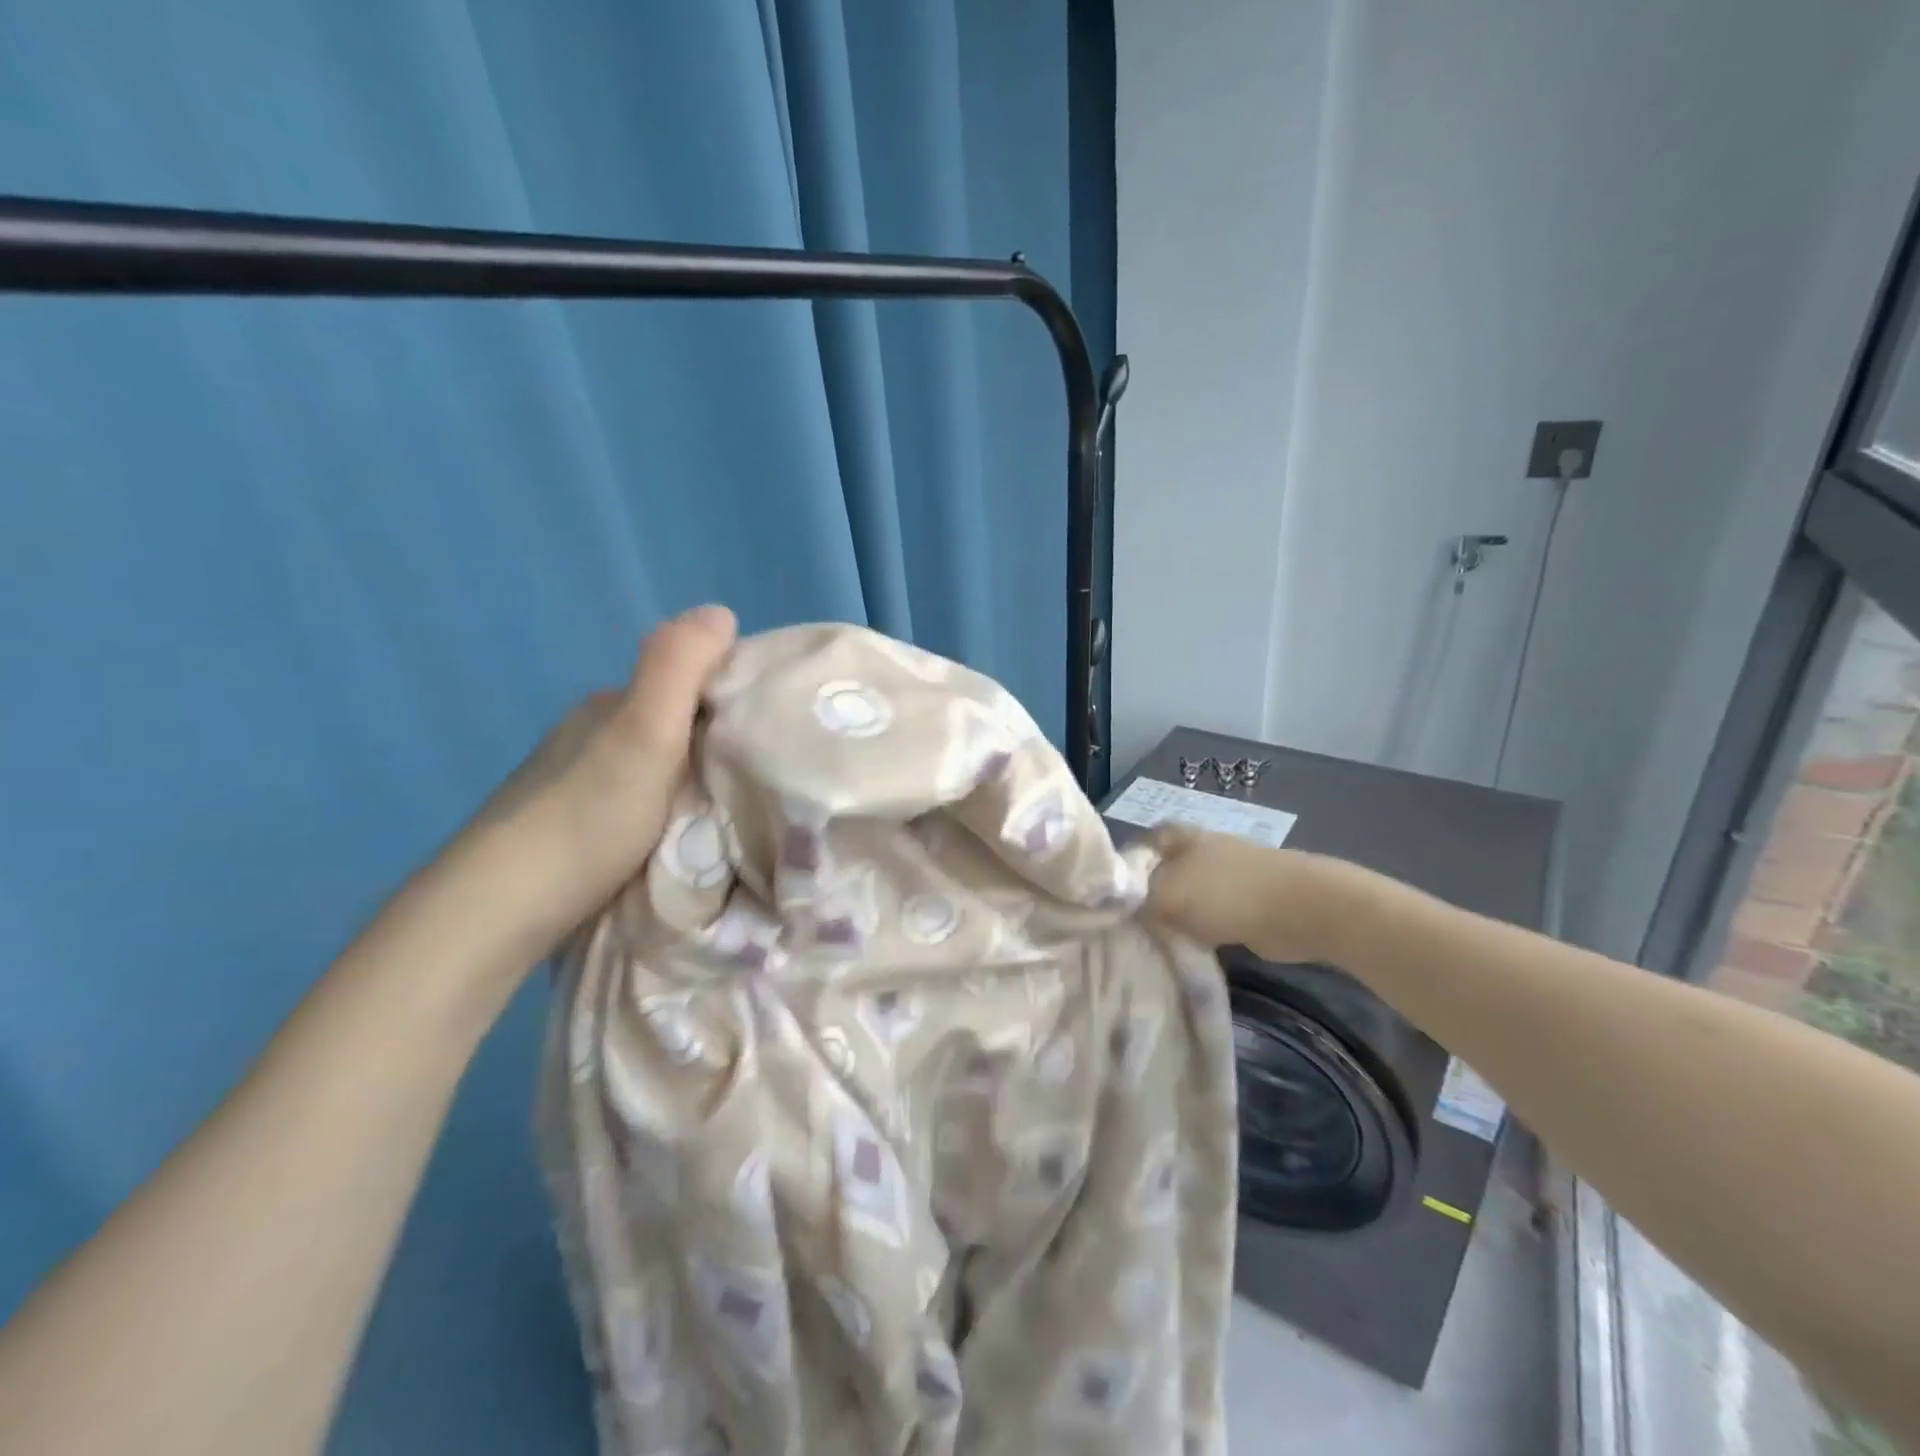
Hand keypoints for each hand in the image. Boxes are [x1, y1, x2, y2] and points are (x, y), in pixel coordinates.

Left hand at [446, 604, 737, 965]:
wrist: (499, 910)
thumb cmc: (587, 818)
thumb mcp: (644, 734)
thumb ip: (677, 668)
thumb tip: (719, 610)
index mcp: (611, 704)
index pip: (689, 681)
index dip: (735, 696)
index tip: (776, 731)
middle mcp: (591, 733)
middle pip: (675, 724)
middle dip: (719, 742)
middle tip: (765, 780)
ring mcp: (576, 782)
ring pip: (656, 766)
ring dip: (693, 779)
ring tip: (732, 812)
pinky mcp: (571, 827)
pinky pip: (638, 801)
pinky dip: (667, 809)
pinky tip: (680, 838)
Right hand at [1145, 826, 1355, 964]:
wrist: (1299, 909)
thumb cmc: (1226, 892)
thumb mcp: (1167, 894)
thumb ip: (1140, 901)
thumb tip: (1129, 910)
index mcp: (1179, 838)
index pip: (1140, 845)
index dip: (1124, 869)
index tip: (1110, 899)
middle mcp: (1199, 852)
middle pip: (1162, 873)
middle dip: (1147, 897)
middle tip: (1127, 927)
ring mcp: (1225, 878)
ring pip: (1185, 898)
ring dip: (1174, 919)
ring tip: (1152, 944)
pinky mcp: (1244, 905)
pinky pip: (1208, 919)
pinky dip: (1199, 934)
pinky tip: (1185, 952)